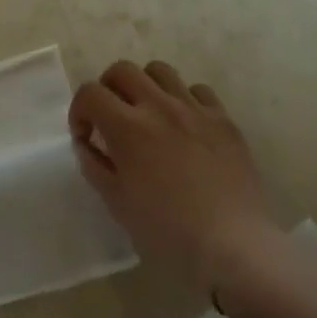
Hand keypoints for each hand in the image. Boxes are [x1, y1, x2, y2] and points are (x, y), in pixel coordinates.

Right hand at [69, 61, 275, 298]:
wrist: (237, 247)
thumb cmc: (170, 232)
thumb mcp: (118, 204)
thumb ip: (95, 166)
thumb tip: (86, 144)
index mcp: (127, 127)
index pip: (90, 93)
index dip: (79, 110)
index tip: (85, 136)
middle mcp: (158, 106)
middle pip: (122, 70)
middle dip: (108, 88)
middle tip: (111, 117)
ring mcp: (194, 109)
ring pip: (160, 71)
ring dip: (145, 86)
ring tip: (148, 113)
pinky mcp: (224, 120)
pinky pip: (198, 91)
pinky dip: (184, 100)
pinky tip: (186, 126)